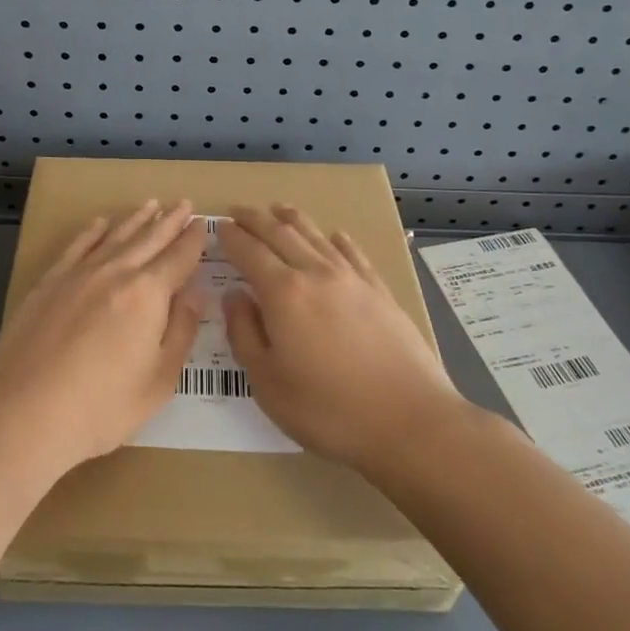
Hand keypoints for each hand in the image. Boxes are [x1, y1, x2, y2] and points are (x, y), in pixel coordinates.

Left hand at [0, 200, 204, 481]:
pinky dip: (93, 231)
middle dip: (169, 221)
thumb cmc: (101, 408)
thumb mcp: (158, 380)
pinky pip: (77, 246)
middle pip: (149, 238)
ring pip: (114, 236)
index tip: (202, 224)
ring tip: (151, 203)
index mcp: (148, 294)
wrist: (24, 413)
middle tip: (184, 203)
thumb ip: (180, 331)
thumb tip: (195, 293)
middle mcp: (115, 272)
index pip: (178, 258)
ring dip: (136, 218)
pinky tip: (101, 223)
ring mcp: (78, 274)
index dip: (193, 240)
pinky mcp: (48, 282)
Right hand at [218, 205, 459, 473]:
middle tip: (238, 210)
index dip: (231, 237)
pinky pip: (353, 254)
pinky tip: (336, 236)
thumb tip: (234, 295)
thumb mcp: (268, 382)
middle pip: (281, 233)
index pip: (249, 251)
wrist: (409, 421)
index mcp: (283, 293)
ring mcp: (352, 279)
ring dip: (292, 219)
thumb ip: (244, 333)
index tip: (219, 227)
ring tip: (278, 210)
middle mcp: (316, 273)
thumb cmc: (328, 409)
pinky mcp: (380, 291)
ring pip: (316, 236)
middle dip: (255, 219)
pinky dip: (338, 239)